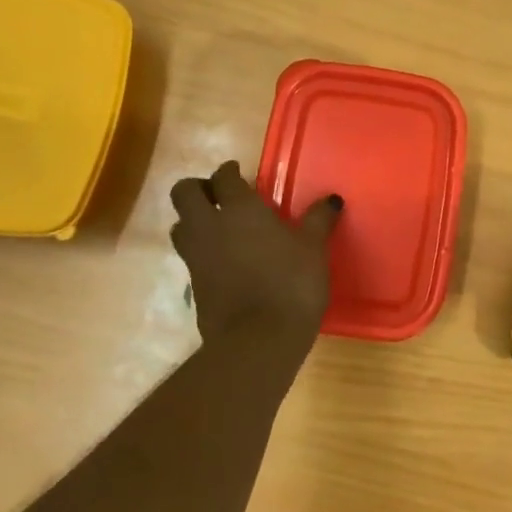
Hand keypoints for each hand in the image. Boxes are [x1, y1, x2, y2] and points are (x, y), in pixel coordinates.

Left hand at [170, 160, 342, 346]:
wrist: (260, 340)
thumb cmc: (291, 284)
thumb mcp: (313, 249)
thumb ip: (319, 220)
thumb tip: (332, 199)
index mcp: (239, 209)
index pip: (223, 177)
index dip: (229, 171)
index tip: (238, 173)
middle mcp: (209, 226)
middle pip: (184, 194)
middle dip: (197, 189)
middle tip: (219, 196)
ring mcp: (196, 257)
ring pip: (179, 226)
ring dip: (193, 220)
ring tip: (218, 228)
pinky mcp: (193, 286)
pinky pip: (189, 258)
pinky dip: (201, 252)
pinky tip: (224, 262)